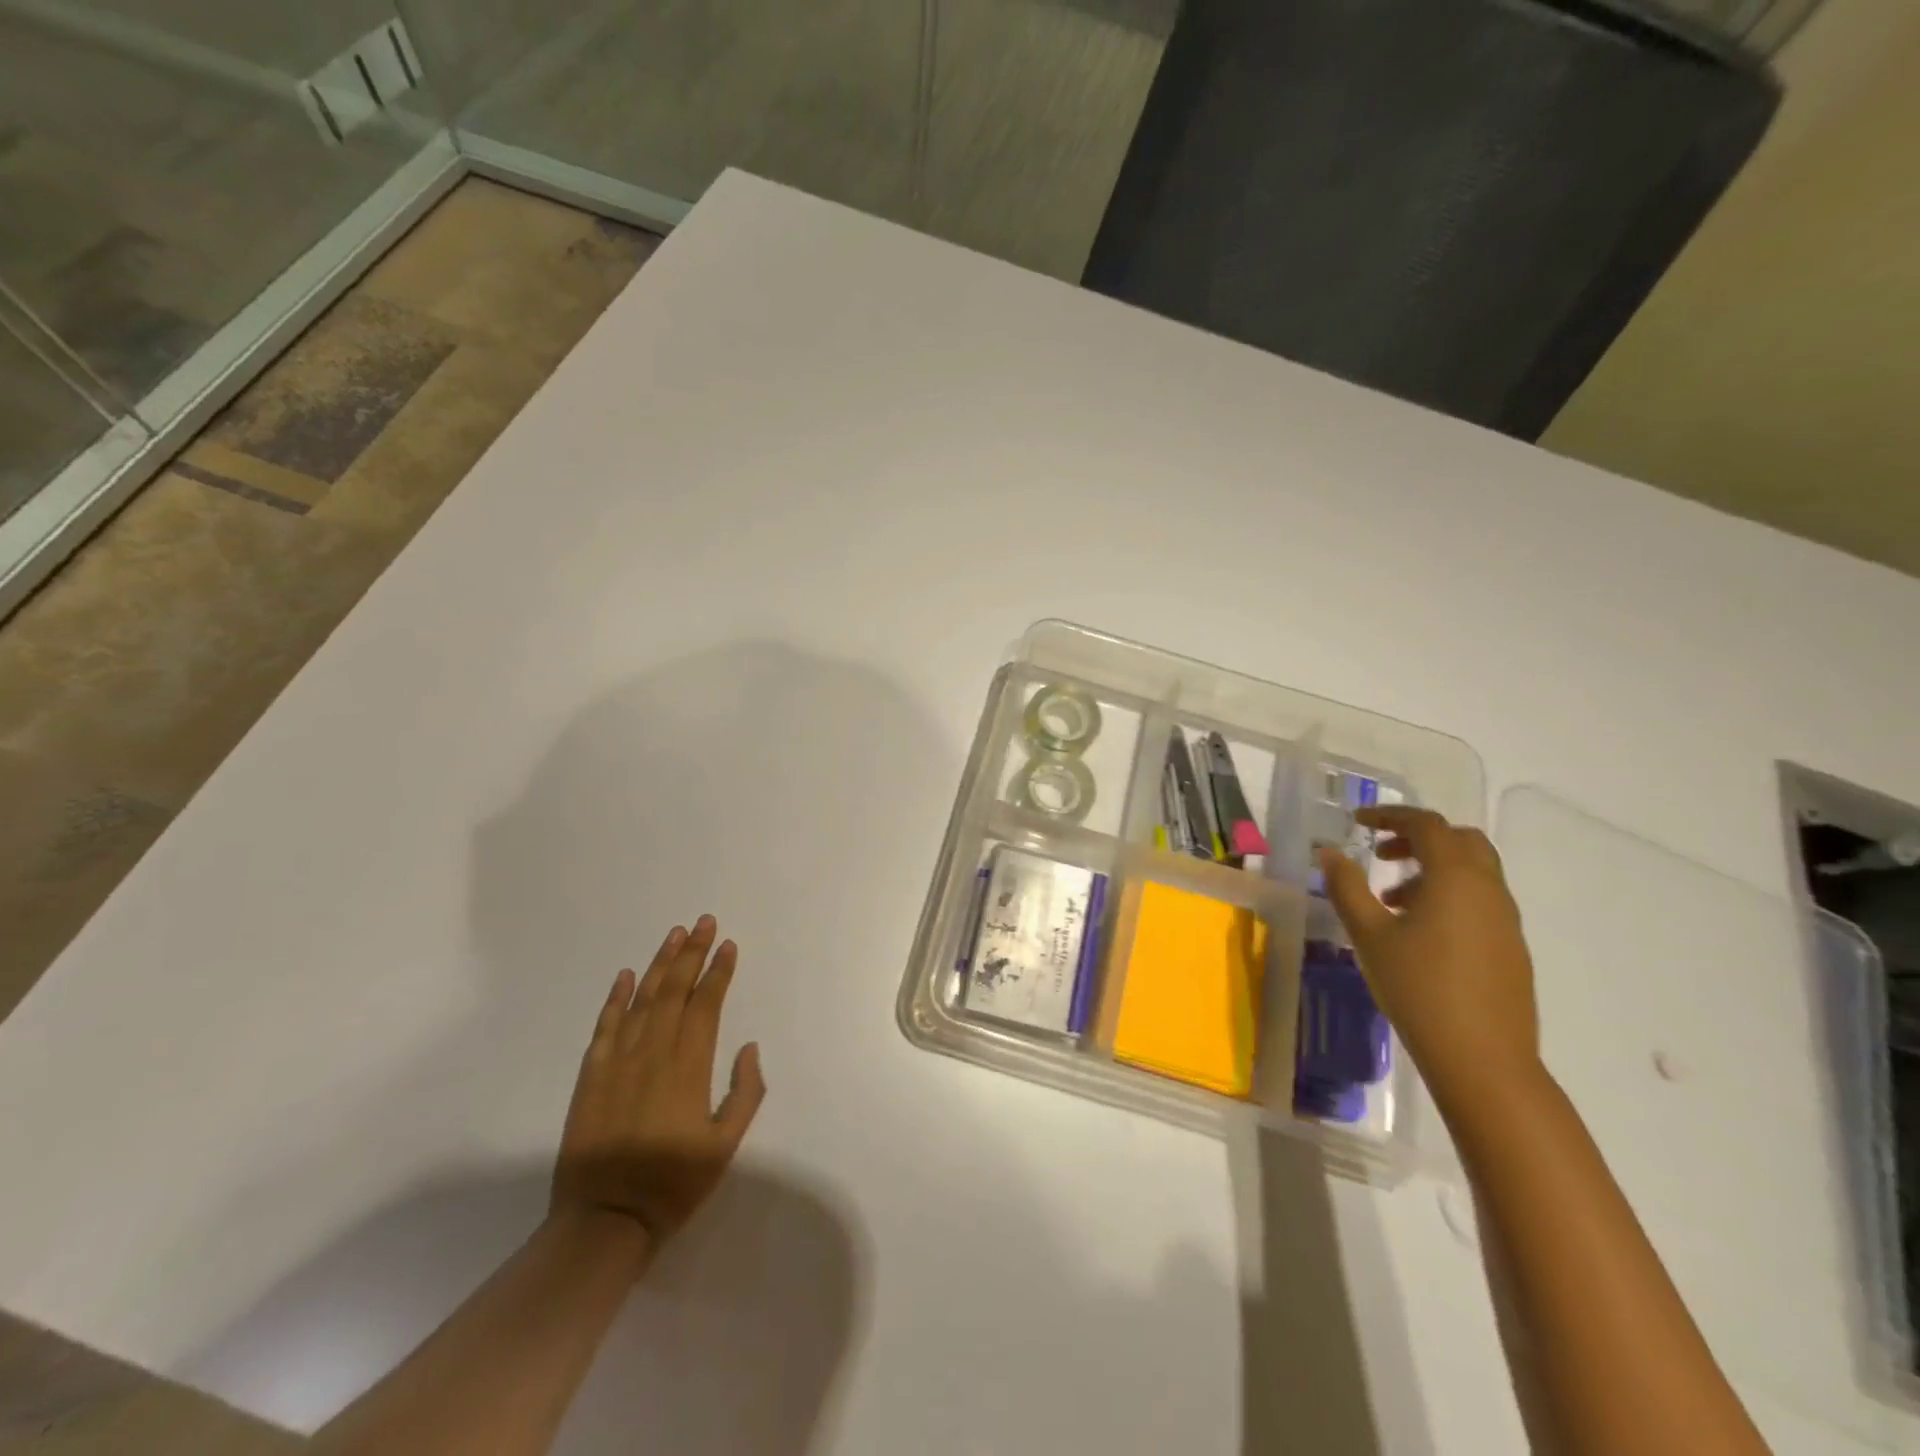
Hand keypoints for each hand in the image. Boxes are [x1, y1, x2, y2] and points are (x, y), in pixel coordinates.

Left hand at [551, 916, 765, 1260]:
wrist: (604, 1220)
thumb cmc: (673, 1184)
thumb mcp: (726, 1145)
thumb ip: (745, 1093)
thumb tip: (747, 1047)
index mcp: (689, 1066)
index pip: (706, 1004)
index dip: (718, 972)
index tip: (728, 945)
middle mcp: (653, 1052)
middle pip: (675, 990)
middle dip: (692, 953)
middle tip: (704, 922)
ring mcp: (617, 1061)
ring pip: (642, 999)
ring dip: (660, 963)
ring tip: (674, 934)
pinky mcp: (591, 1075)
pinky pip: (605, 1026)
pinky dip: (616, 998)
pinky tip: (626, 976)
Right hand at [1316, 807, 1539, 1108]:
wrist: (1483, 1058)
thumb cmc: (1418, 987)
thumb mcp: (1369, 934)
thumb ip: (1347, 887)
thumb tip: (1329, 852)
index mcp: (1456, 877)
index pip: (1427, 825)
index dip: (1390, 816)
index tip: (1358, 822)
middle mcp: (1489, 889)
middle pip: (1460, 840)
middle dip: (1418, 838)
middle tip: (1380, 855)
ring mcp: (1506, 919)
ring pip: (1473, 871)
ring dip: (1432, 869)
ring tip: (1390, 900)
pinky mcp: (1510, 947)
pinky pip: (1479, 900)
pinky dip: (1448, 895)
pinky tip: (1418, 931)